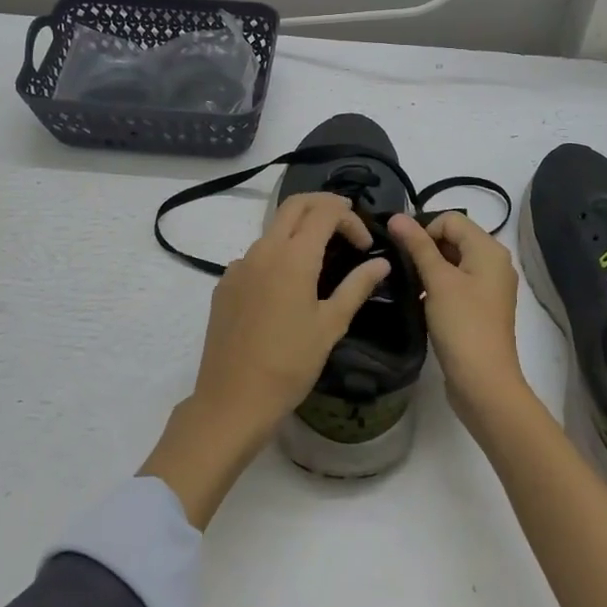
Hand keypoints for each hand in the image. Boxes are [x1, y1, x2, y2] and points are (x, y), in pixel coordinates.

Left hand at [142, 193, 389, 525]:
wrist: (232, 401)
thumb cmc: (289, 365)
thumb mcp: (331, 326)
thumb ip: (357, 287)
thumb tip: (382, 264)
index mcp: (293, 257)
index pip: (325, 212)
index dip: (350, 219)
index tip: (365, 245)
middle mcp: (262, 250)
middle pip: (295, 205)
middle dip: (324, 206)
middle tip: (347, 226)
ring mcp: (239, 265)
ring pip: (273, 228)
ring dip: (300, 230)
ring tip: (322, 258)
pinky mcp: (225, 283)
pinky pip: (256, 254)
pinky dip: (278, 254)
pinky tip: (288, 288)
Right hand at [388, 212, 524, 423]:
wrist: (483, 383)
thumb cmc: (462, 325)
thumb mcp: (437, 281)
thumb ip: (417, 246)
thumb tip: (396, 216)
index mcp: (489, 249)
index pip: (450, 219)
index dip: (424, 229)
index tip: (402, 252)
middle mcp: (494, 262)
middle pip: (453, 238)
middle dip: (425, 248)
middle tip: (401, 268)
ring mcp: (489, 286)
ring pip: (452, 261)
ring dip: (429, 268)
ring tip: (408, 285)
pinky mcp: (480, 307)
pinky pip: (456, 282)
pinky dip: (437, 285)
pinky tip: (420, 300)